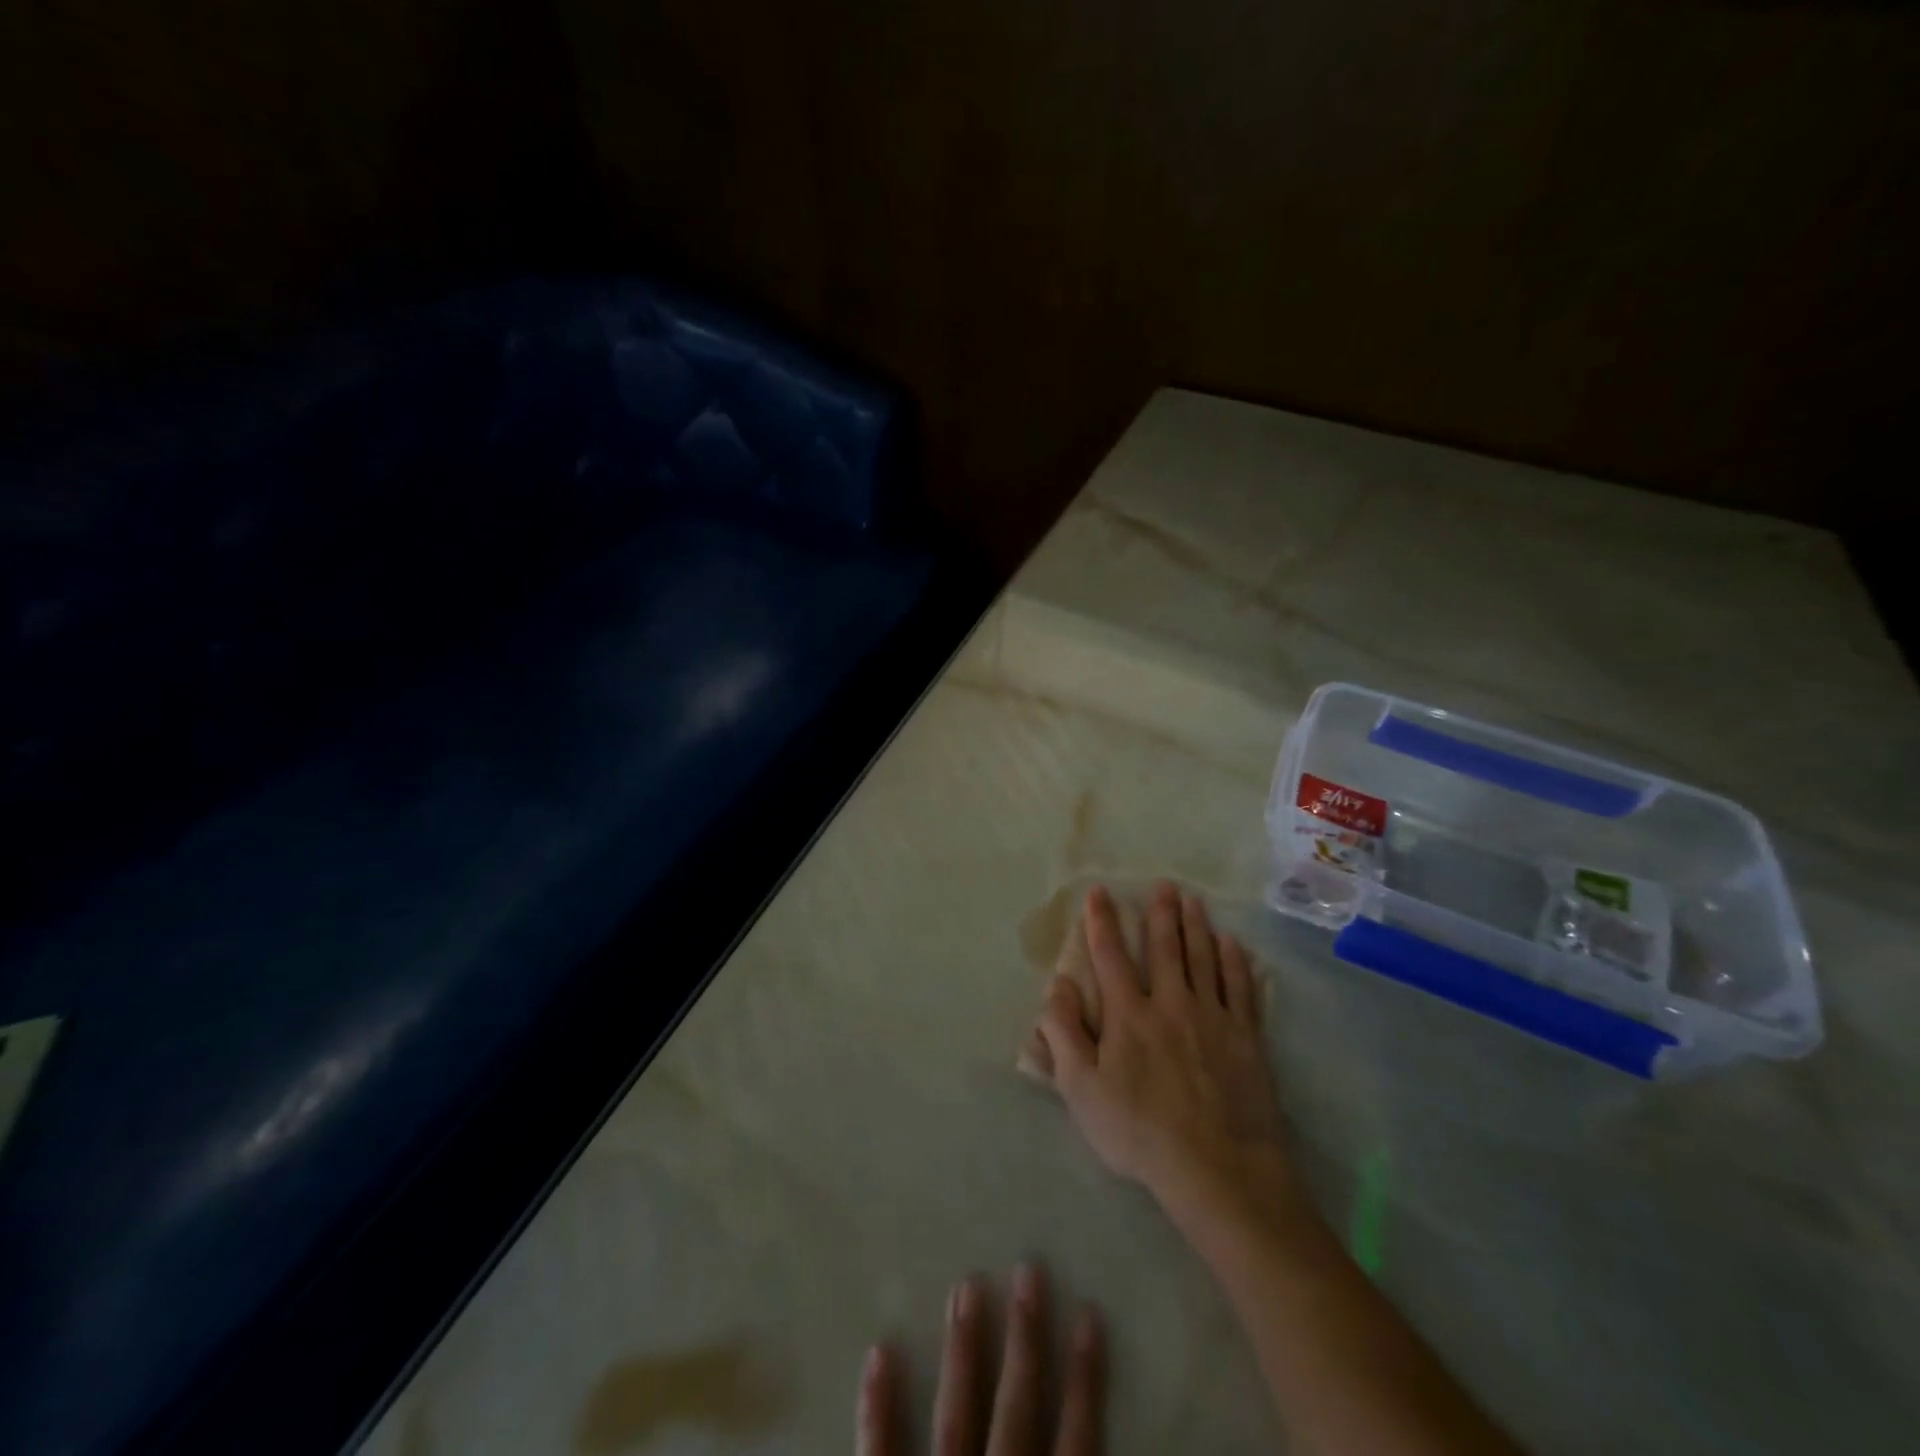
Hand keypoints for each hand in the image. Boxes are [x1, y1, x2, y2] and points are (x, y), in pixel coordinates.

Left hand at [857, 1264, 1103, 1455]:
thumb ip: (1068, 1452)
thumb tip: (1079, 1415)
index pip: (1077, 1443)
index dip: (1086, 1378)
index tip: (1090, 1312)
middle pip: (1016, 1411)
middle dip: (1024, 1338)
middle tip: (1028, 1268)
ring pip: (955, 1419)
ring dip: (963, 1352)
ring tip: (966, 1285)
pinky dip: (877, 1409)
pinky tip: (880, 1352)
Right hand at [1034, 882, 1297, 1219]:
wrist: (1218, 1169)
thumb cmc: (1140, 1132)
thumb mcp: (1082, 1090)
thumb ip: (1064, 1033)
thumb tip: (1056, 984)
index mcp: (1128, 1015)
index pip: (1110, 956)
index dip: (1102, 922)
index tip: (1099, 892)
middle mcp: (1170, 1003)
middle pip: (1164, 948)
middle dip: (1160, 913)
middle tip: (1164, 884)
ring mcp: (1213, 1017)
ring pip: (1203, 959)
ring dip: (1196, 926)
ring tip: (1194, 901)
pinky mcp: (1246, 1037)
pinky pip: (1240, 988)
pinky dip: (1235, 962)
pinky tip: (1233, 945)